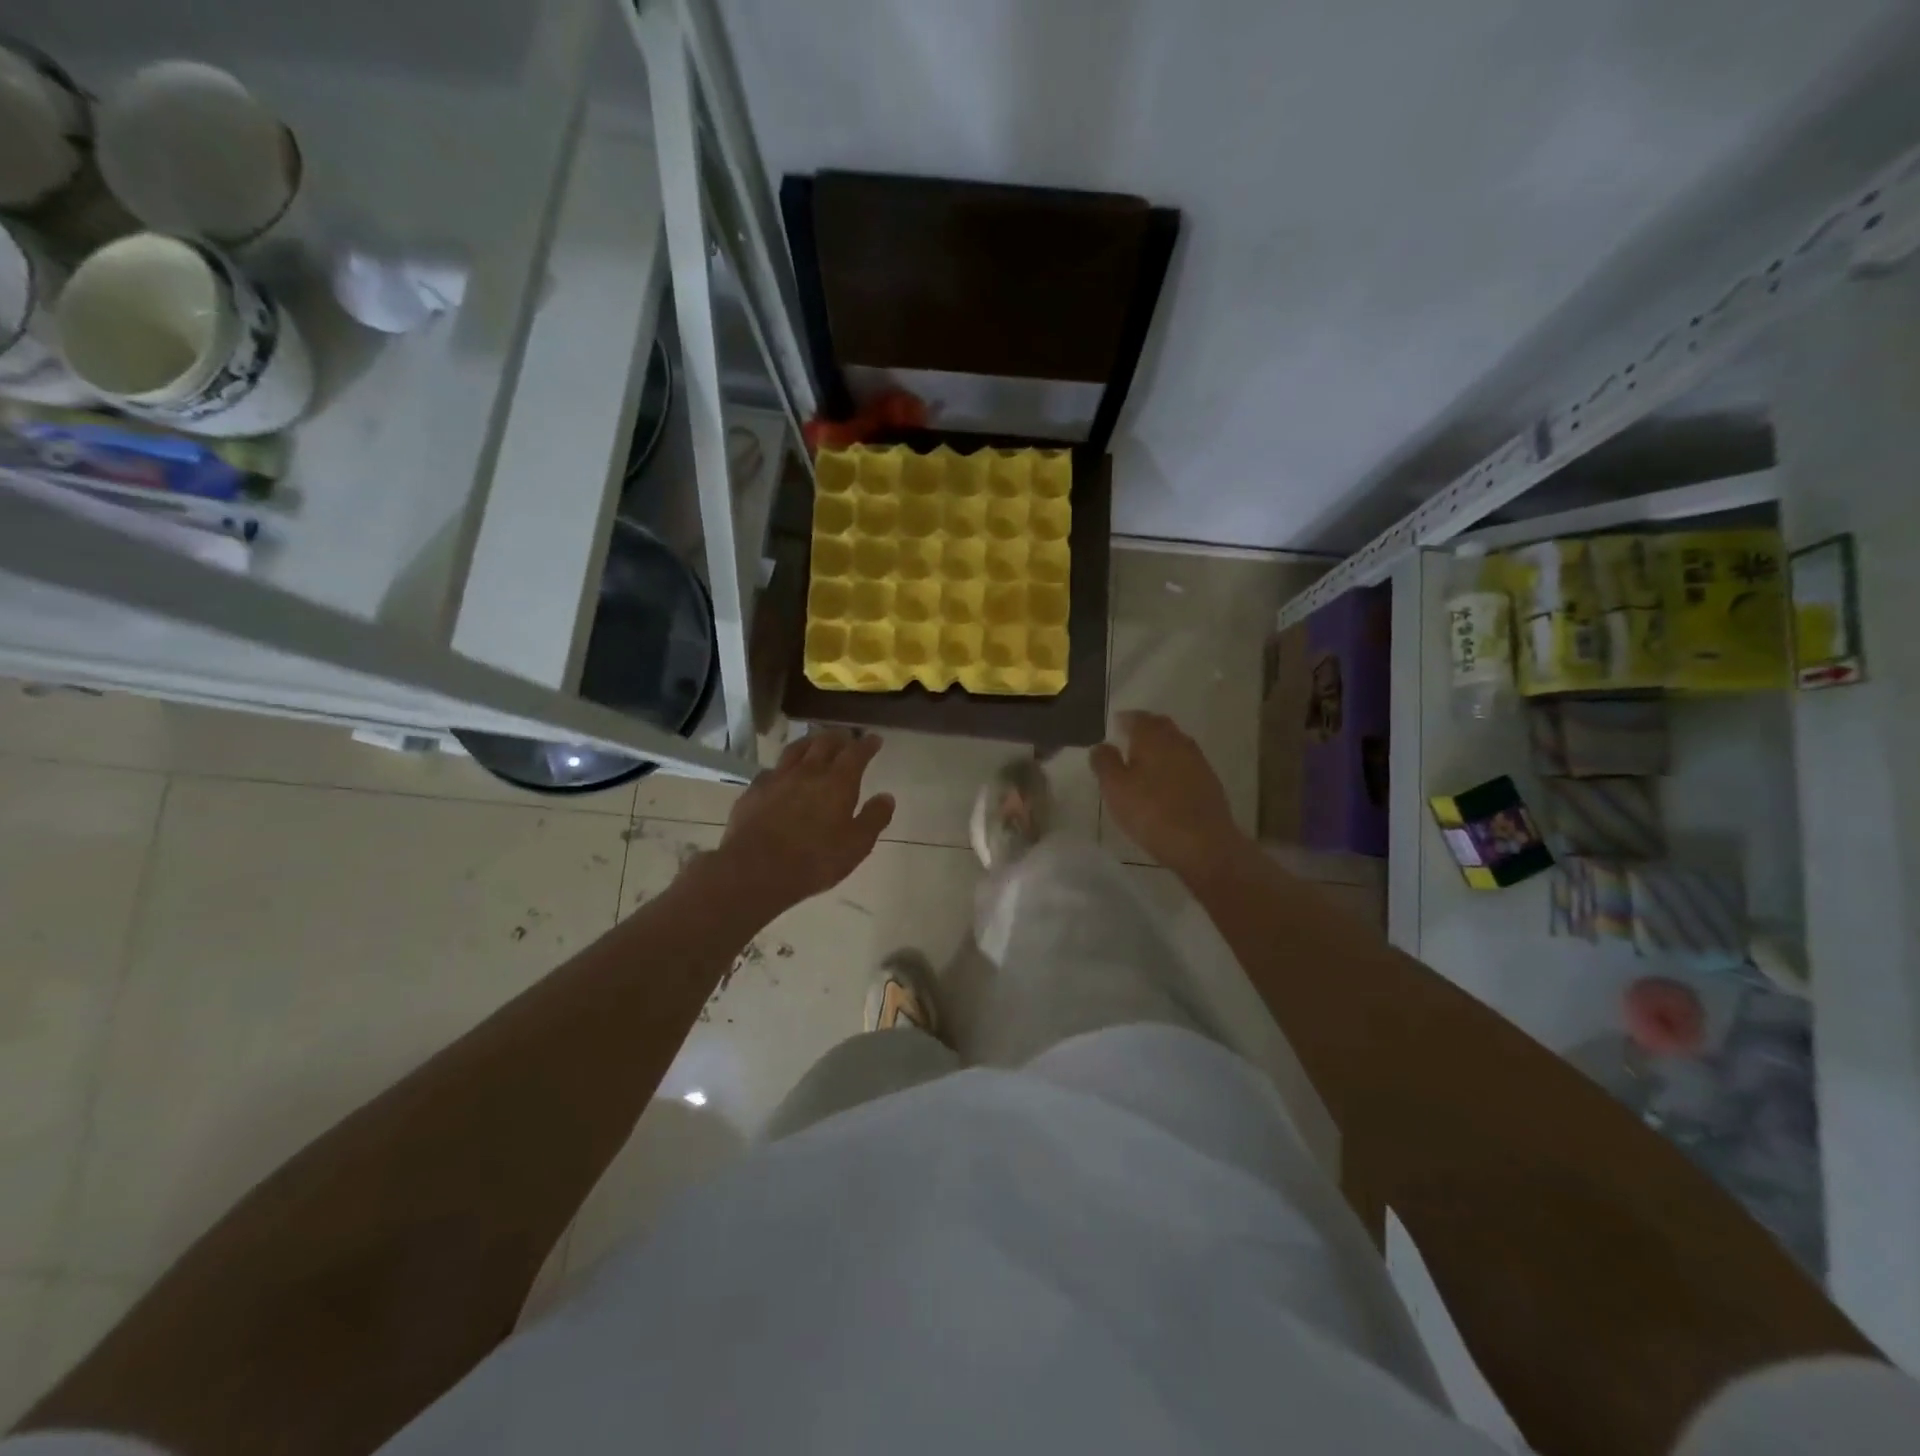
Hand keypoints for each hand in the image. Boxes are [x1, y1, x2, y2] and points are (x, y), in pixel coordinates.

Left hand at [715, 730, 894, 914]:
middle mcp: (808, 772)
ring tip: (815, 742)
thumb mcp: (856, 845)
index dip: (867, 744)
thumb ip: (874, 818)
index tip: (874, 739)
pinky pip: (771, 770)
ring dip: (810, 742)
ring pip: (796, 750)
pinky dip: (783, 767)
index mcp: (838, 782)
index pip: (856, 753)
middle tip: (846, 737)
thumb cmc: (814, 860)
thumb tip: (887, 797)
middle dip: (838, 737)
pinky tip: (781, 774)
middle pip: (824, 743)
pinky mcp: (753, 791)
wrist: (755, 870)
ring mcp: (777, 779)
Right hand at [1090, 711, 1248, 879]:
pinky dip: (1173, 766)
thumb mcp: (1115, 789)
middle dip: (1145, 729)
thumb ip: (1104, 763)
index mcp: (1153, 738)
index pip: (1138, 718)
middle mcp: (1178, 742)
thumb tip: (1101, 745)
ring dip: (1161, 747)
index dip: (1125, 720)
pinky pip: (1186, 765)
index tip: (1115, 726)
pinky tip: (1166, 782)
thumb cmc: (1151, 812)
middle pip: (1161, 726)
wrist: (1203, 844)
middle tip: (1129, 738)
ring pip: (1176, 745)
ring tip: (1145, 761)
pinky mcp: (1210, 783)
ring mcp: (1198, 762)